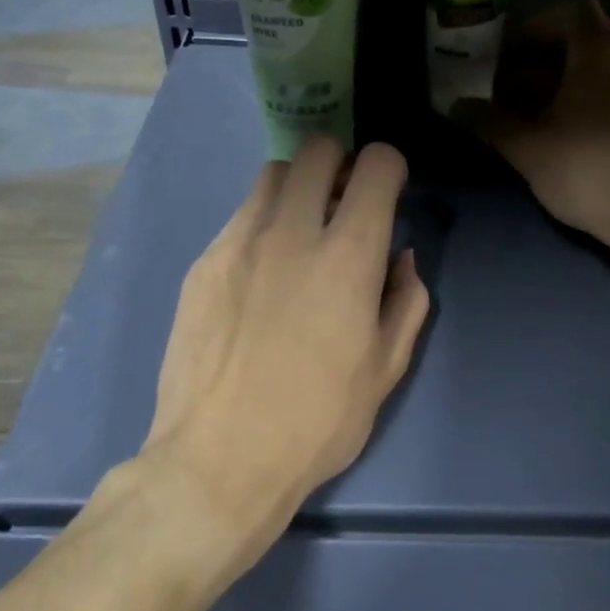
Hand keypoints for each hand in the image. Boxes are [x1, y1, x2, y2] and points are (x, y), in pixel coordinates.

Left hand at [140, 138, 429, 551]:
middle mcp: (293, 232)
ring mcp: (239, 242)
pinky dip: (263, 222)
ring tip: (301, 230)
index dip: (389, 168)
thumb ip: (406, 300)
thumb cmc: (318, 421)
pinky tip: (262, 271)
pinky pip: (241, 217)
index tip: (388, 192)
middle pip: (317, 150)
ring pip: (274, 175)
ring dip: (299, 187)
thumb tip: (400, 257)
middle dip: (341, 163)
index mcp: (348, 256)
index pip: (376, 165)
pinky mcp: (203, 263)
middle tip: (344, 203)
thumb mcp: (386, 369)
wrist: (219, 460)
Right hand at [457, 1, 609, 245]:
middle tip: (513, 93)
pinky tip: (575, 139)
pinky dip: (595, 106)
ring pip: (603, 74)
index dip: (534, 31)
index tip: (508, 58)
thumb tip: (456, 106)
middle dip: (545, 64)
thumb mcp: (527, 145)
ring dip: (570, 87)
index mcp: (599, 47)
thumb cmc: (586, 164)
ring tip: (539, 119)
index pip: (567, 14)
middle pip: (584, 44)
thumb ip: (490, 121)